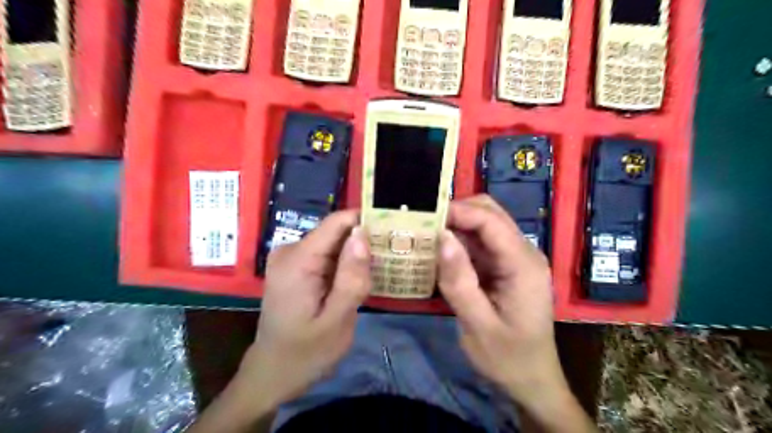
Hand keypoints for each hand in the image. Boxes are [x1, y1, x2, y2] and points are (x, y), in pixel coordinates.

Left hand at [239, 211, 369, 410]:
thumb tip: (362, 234)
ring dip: (356, 256)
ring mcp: (291, 258)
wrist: (273, 373)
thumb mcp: (336, 321)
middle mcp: (290, 250)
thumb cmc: (305, 353)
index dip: (365, 222)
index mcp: (297, 260)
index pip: (337, 222)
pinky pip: (327, 255)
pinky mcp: (295, 267)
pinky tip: (356, 282)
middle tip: (387, 262)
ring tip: (375, 274)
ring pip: (334, 243)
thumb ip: (351, 278)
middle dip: (363, 244)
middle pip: (337, 232)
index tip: (392, 232)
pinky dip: (345, 265)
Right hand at [440, 195, 564, 405]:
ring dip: (455, 225)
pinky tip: (439, 251)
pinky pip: (480, 242)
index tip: (423, 217)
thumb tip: (441, 237)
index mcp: (523, 264)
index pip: (490, 221)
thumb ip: (459, 282)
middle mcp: (523, 253)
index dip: (457, 211)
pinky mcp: (505, 266)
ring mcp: (515, 258)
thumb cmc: (508, 358)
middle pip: (489, 213)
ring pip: (483, 224)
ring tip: (425, 234)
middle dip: (455, 212)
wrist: (532, 379)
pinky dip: (459, 241)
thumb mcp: (478, 325)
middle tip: (422, 225)